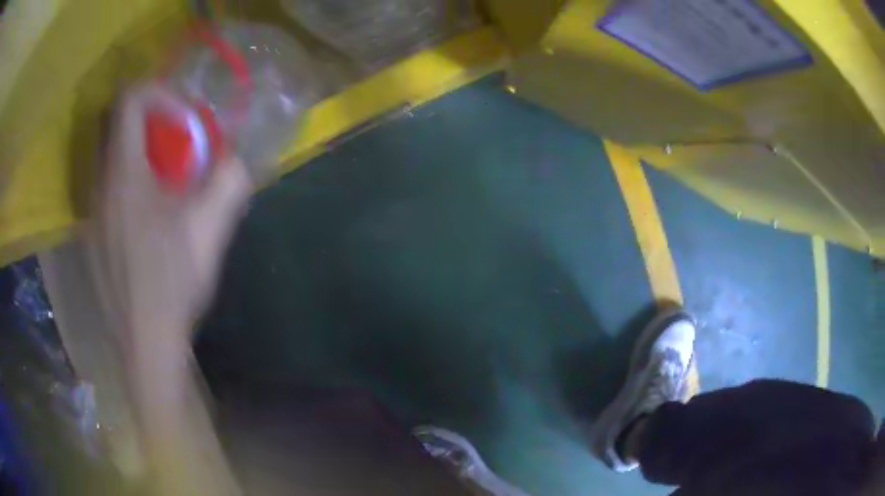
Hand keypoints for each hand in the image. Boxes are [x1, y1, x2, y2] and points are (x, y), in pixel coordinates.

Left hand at [87, 84, 248, 494]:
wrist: (144, 342)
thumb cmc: (171, 284)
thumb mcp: (209, 232)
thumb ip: (229, 182)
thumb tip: (237, 159)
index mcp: (125, 174)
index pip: (129, 99)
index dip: (158, 91)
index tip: (183, 115)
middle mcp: (100, 184)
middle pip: (115, 123)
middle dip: (149, 120)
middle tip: (176, 144)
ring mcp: (92, 211)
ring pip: (109, 157)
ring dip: (138, 153)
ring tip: (164, 183)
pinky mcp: (92, 235)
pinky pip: (105, 188)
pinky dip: (126, 183)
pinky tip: (146, 218)